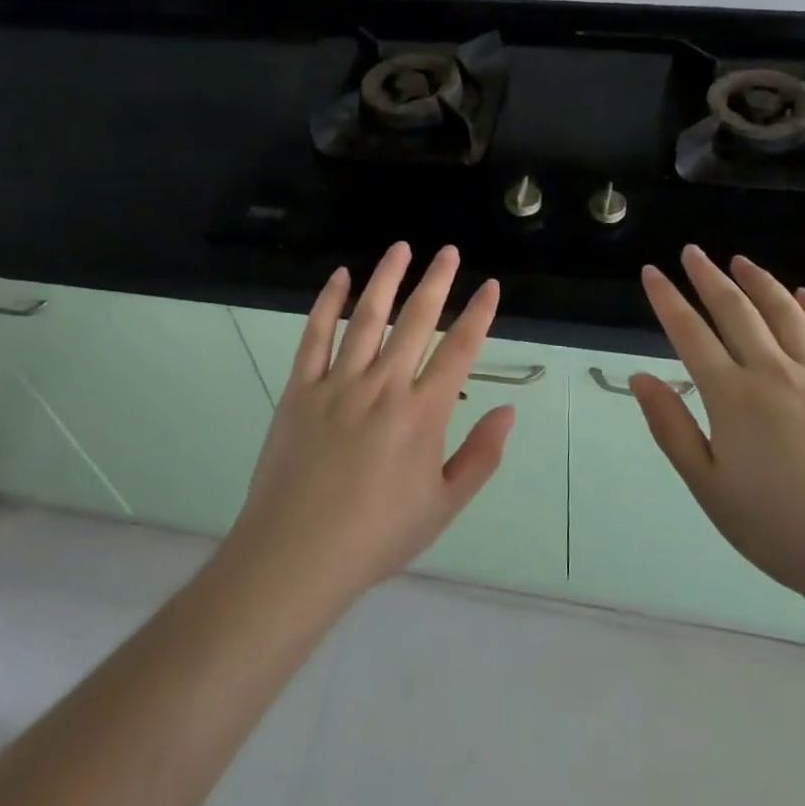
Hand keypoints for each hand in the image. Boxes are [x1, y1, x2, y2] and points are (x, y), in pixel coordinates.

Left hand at [226, 243, 512, 609]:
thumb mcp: (443, 506)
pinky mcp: (300, 389)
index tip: (490, 286)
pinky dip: (327, 303)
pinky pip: (315, 336)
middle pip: (416, 321)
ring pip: (367, 317)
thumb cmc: (377, 536)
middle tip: (449, 252)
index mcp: (422, 414)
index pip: (460, 350)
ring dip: (387, 279)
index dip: (478, 314)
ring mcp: (338, 383)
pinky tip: (340, 277)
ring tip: (402, 248)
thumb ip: (481, 456)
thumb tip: (508, 410)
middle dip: (437, 282)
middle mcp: (383, 386)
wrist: (296, 556)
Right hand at [630, 247, 804, 619]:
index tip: (652, 272)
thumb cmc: (782, 529)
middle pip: (735, 310)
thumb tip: (640, 378)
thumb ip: (672, 428)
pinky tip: (804, 296)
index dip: (667, 299)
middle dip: (708, 276)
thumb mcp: (709, 488)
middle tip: (692, 252)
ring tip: (740, 261)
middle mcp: (774, 372)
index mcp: (732, 397)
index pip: (690, 333)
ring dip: (759, 281)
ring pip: (785, 312)